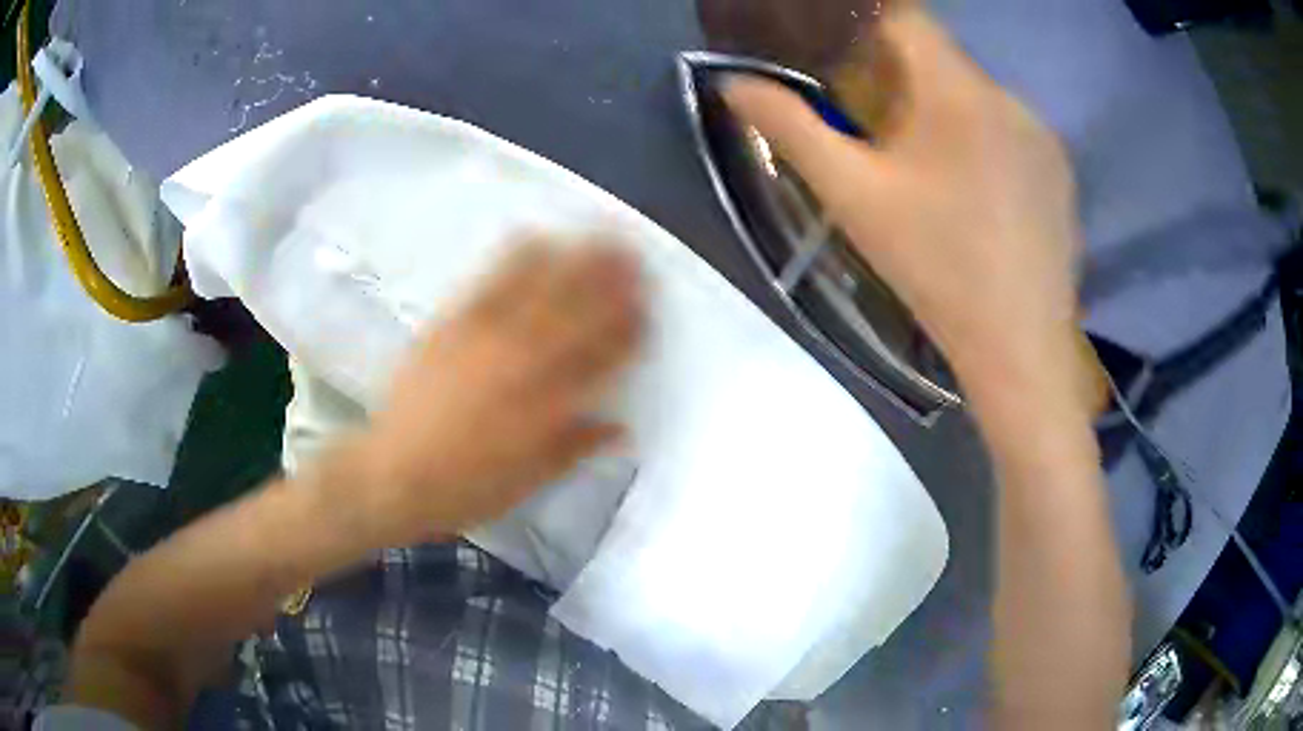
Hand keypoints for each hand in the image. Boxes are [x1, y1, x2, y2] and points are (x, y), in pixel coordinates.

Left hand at [349, 239, 643, 546]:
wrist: (393, 473)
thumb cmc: (466, 487)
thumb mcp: (529, 480)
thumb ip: (576, 447)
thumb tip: (621, 427)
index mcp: (550, 405)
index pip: (604, 356)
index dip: (631, 329)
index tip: (648, 310)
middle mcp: (525, 361)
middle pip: (581, 309)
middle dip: (614, 280)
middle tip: (635, 256)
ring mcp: (487, 335)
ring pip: (543, 285)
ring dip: (576, 258)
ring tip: (599, 236)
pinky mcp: (453, 322)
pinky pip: (491, 279)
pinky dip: (519, 255)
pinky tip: (538, 236)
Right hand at [724, 6, 1084, 410]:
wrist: (1019, 348)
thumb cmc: (936, 269)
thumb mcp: (853, 198)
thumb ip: (791, 128)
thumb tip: (735, 83)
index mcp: (957, 91)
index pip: (907, 18)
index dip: (868, 30)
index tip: (848, 65)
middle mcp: (1008, 97)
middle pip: (943, 61)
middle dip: (905, 80)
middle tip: (883, 136)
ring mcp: (1043, 135)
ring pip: (979, 97)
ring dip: (948, 114)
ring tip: (936, 177)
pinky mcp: (1061, 171)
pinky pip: (1012, 132)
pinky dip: (986, 143)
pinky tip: (980, 199)